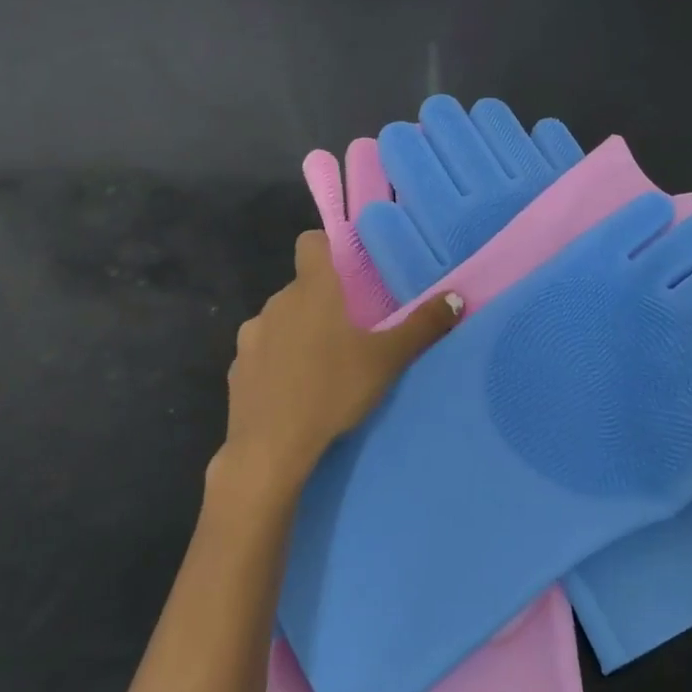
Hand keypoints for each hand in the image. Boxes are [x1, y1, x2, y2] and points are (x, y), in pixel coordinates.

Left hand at [213, 231, 461, 513]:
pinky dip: (277, 362)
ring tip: (323, 365)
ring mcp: (251, 336)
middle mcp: (276, 303)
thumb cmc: (332, 391)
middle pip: (301, 287)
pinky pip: (262, 353)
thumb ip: (422, 327)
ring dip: (298, 332)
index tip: (349, 270)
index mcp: (312, 291)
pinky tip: (294, 391)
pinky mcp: (236, 369)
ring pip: (280, 320)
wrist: (270, 448)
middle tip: (351, 330)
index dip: (328, 249)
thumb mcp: (387, 361)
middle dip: (323, 301)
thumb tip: (455, 298)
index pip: (311, 243)